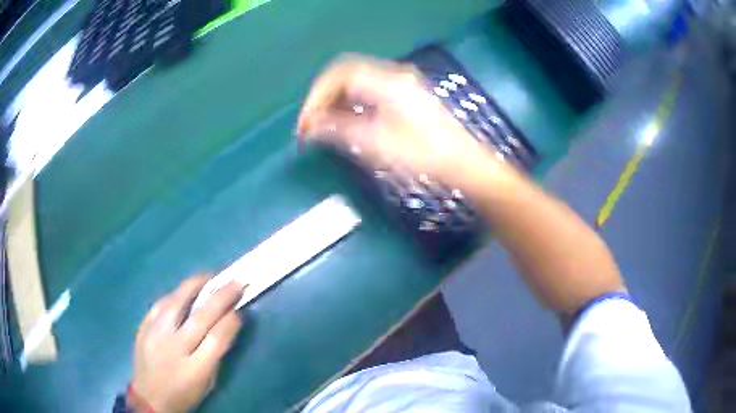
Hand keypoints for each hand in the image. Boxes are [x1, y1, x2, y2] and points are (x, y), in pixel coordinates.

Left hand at [130, 277, 244, 412]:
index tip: (240, 309)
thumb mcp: (207, 382)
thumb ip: (216, 354)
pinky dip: (175, 295)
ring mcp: (155, 334)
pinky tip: (184, 291)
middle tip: (235, 282)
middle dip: (221, 296)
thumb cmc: (184, 393)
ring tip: (209, 277)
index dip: (231, 320)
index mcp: (195, 368)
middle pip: (201, 316)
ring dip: (195, 286)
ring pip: (176, 302)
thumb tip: (227, 325)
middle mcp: (174, 347)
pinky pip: (160, 305)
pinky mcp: (143, 327)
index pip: (217, 338)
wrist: (150, 397)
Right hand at [297, 54, 484, 183]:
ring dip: (337, 101)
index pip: (340, 75)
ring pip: (358, 83)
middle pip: (347, 75)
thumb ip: (340, 131)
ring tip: (323, 128)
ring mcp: (402, 85)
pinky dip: (352, 105)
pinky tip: (346, 124)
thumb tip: (309, 127)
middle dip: (324, 97)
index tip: (305, 122)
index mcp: (388, 83)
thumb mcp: (378, 145)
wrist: (464, 165)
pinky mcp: (406, 96)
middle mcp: (394, 76)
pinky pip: (370, 92)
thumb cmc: (424, 156)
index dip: (317, 95)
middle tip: (310, 125)